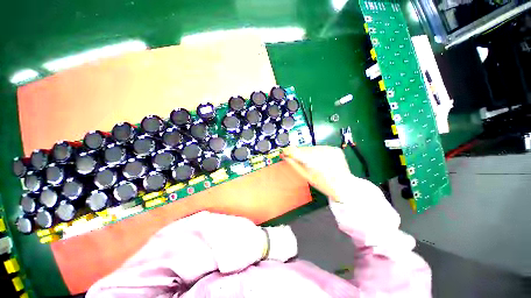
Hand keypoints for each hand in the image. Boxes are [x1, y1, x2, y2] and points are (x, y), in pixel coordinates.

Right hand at [282, 146, 350, 199]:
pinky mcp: (334, 148)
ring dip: (308, 153)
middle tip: (300, 160)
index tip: (285, 152)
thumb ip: (295, 165)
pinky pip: (320, 148)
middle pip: (304, 149)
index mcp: (313, 161)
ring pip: (312, 148)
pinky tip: (320, 160)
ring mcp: (329, 149)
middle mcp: (321, 152)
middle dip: (299, 153)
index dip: (288, 151)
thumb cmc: (324, 184)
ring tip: (313, 163)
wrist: (344, 186)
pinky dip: (317, 153)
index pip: (295, 151)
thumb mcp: (307, 176)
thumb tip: (285, 156)